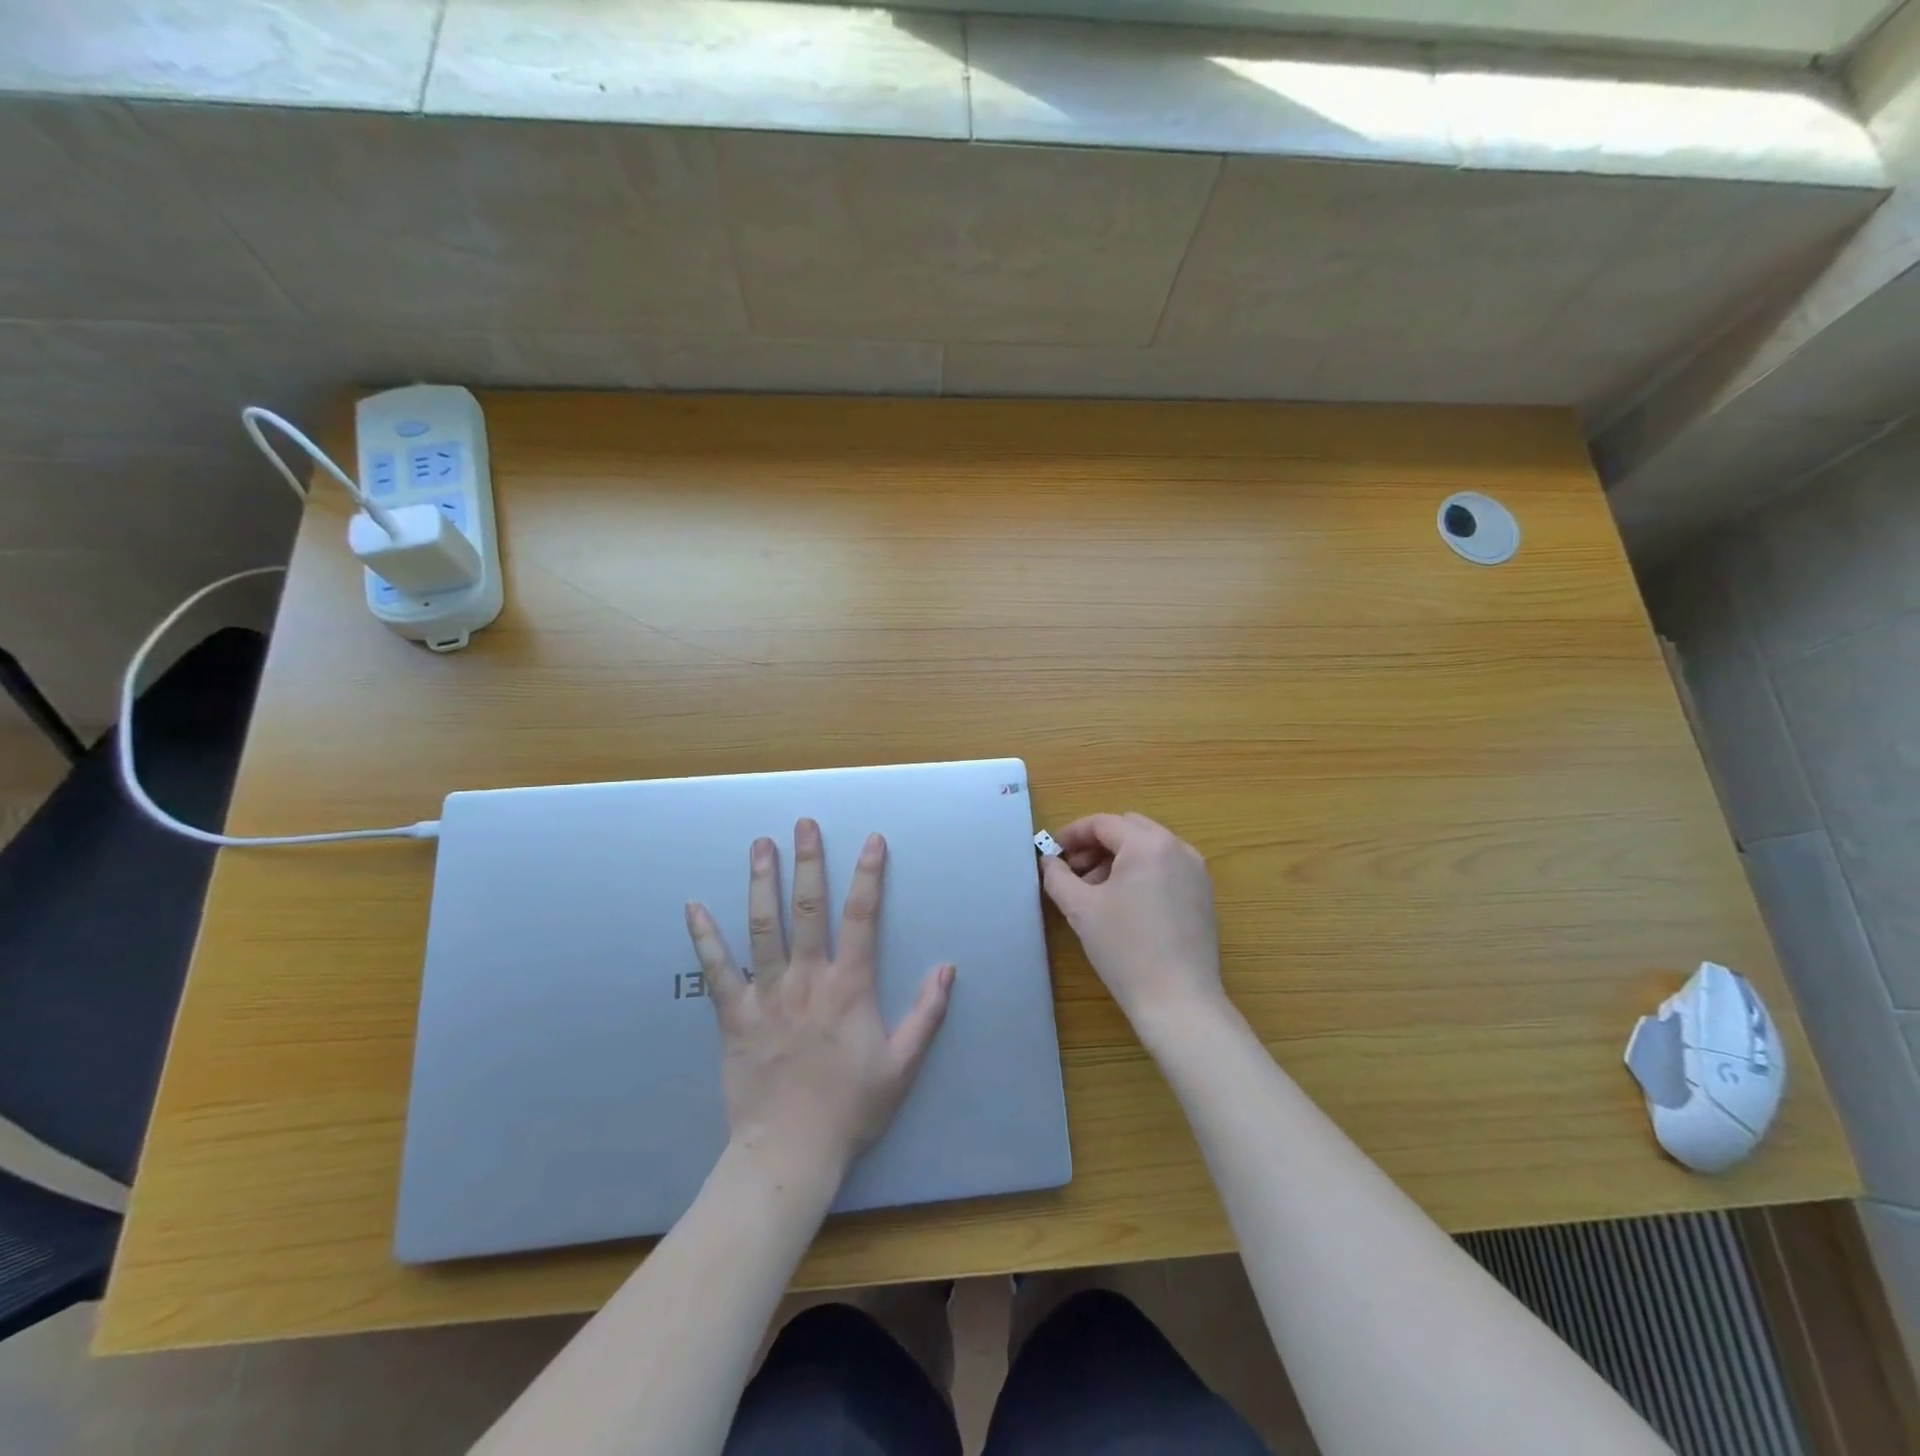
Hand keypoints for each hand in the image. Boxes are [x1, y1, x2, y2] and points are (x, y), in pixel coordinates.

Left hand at [684, 819, 954, 1185]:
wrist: (790, 1153)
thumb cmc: (851, 1108)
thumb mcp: (903, 1065)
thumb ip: (927, 1014)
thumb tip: (948, 968)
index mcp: (849, 987)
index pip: (863, 917)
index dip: (869, 875)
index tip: (872, 840)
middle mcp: (807, 979)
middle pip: (808, 908)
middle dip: (808, 862)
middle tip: (804, 824)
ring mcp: (766, 994)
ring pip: (763, 926)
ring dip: (762, 882)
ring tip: (760, 845)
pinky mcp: (734, 1015)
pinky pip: (716, 970)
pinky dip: (704, 937)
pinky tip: (693, 906)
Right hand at [1039, 813, 1225, 1024]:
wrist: (1178, 1001)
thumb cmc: (1125, 949)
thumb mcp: (1080, 909)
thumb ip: (1058, 877)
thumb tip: (1049, 861)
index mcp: (1149, 844)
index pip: (1103, 823)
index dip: (1072, 834)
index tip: (1052, 854)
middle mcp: (1178, 848)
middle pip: (1128, 829)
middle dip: (1096, 845)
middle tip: (1072, 871)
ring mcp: (1196, 872)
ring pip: (1148, 848)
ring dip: (1117, 859)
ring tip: (1094, 891)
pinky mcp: (1203, 896)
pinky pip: (1166, 868)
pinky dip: (1140, 873)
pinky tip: (1123, 904)